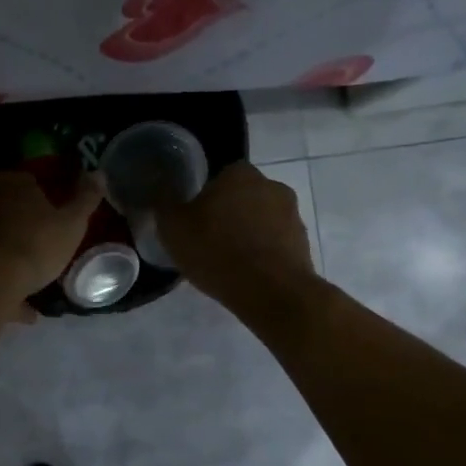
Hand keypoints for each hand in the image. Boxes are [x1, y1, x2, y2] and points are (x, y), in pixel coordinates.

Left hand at [0, 170, 104, 317]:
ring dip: (6, 256)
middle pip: (5, 208)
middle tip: (40, 251)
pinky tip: (13, 304)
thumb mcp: (71, 225)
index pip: (29, 182)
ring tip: (28, 285)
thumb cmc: (32, 247)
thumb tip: (97, 172)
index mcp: (9, 182)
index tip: (55, 223)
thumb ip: (86, 199)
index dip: (44, 201)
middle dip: (21, 227)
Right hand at [156, 161, 317, 314]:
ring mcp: (292, 214)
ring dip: (249, 234)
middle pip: (243, 197)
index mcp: (239, 173)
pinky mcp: (303, 243)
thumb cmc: (217, 252)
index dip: (205, 198)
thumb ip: (164, 203)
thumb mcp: (173, 227)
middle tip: (210, 241)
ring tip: (230, 263)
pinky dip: (264, 254)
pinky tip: (249, 275)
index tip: (195, 221)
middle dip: (229, 214)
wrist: (272, 292)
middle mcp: (271, 185)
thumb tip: (161, 188)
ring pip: (262, 220)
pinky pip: (276, 243)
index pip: (219, 176)